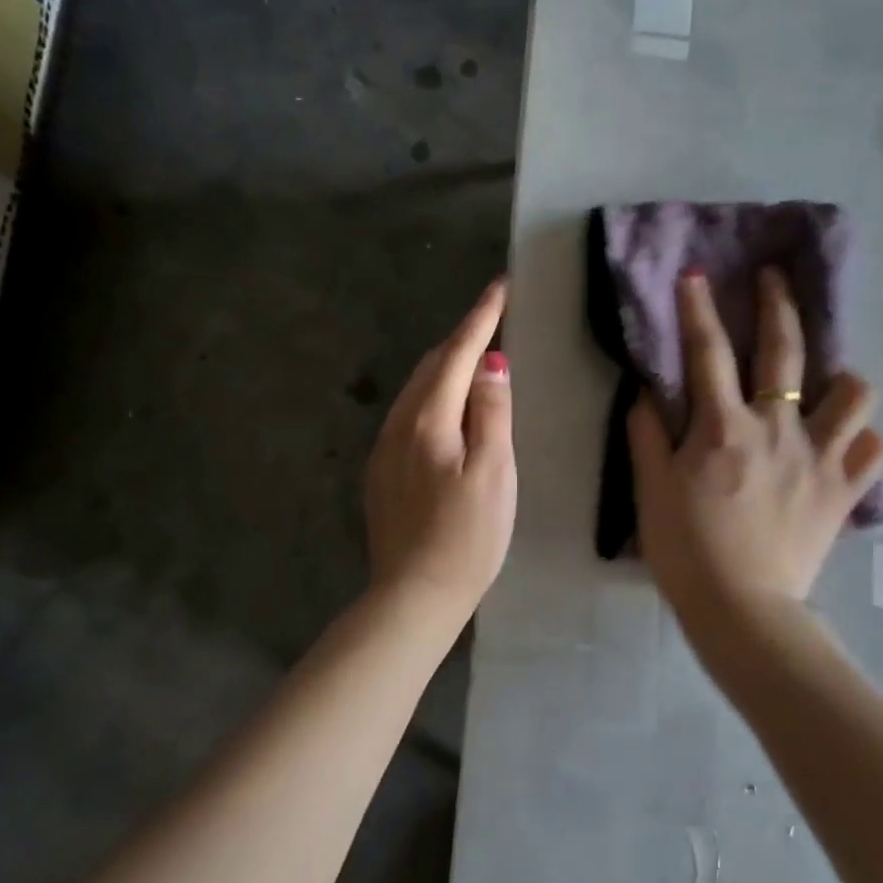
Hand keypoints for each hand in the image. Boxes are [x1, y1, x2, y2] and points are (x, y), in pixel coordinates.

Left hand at [365, 279, 516, 627]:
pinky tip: (447, 406)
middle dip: (462, 336)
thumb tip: (492, 363)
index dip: (481, 317)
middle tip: (493, 317)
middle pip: (432, 366)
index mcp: (428, 420)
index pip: (459, 354)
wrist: (413, 597)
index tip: (500, 286)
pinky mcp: (382, 473)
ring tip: (476, 355)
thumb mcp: (494, 474)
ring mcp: (385, 450)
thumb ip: (492, 414)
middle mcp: (398, 425)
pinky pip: (409, 414)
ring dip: (447, 365)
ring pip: (417, 389)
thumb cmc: (467, 538)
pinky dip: (434, 395)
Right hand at [628, 268, 882, 620]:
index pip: (708, 353)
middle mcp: (777, 428)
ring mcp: (819, 457)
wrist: (742, 610)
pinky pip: (875, 450)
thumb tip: (647, 392)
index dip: (698, 309)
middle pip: (786, 351)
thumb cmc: (686, 549)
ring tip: (831, 382)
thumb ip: (647, 435)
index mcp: (724, 427)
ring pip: (856, 393)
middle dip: (777, 304)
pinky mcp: (844, 490)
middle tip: (774, 278)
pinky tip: (849, 443)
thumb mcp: (651, 490)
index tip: (696, 275)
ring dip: (844, 378)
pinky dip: (865, 440)